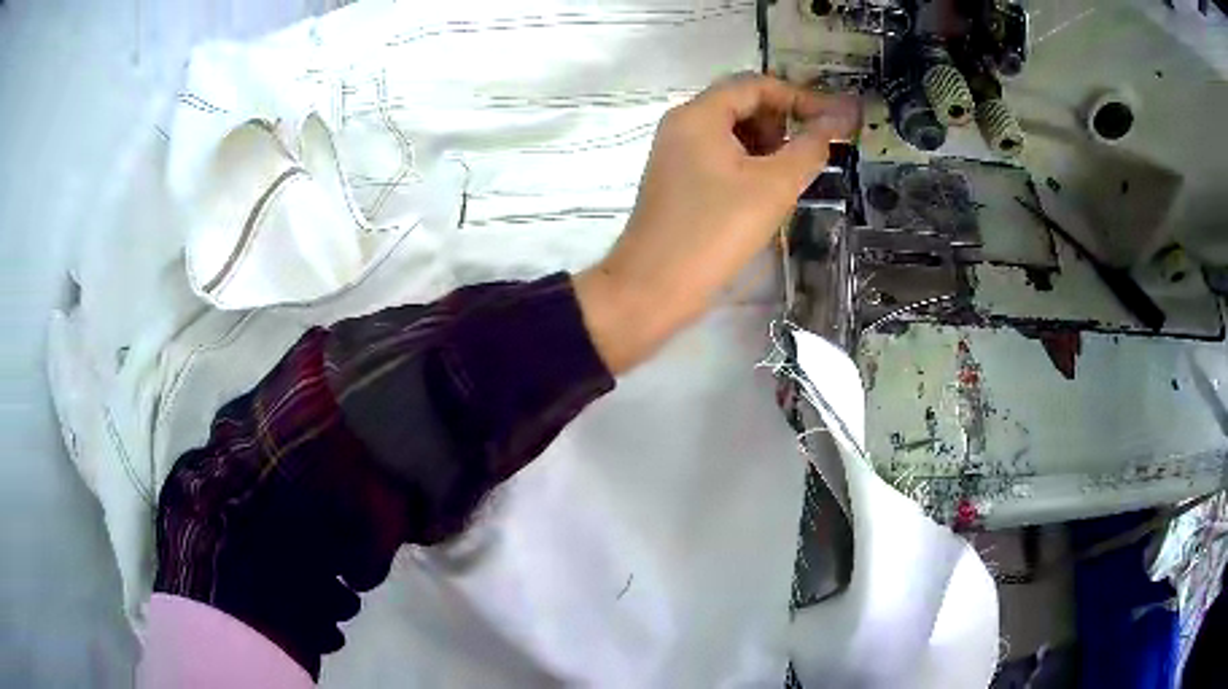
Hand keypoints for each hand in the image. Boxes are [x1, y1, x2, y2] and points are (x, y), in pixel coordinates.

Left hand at [574, 74, 860, 372]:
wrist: (652, 288)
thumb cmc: (715, 231)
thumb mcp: (773, 186)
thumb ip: (811, 147)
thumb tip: (842, 117)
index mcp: (699, 114)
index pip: (756, 85)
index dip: (800, 97)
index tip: (835, 121)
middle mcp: (682, 124)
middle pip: (742, 103)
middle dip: (782, 121)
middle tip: (810, 153)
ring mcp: (676, 152)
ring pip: (731, 132)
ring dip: (768, 144)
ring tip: (790, 176)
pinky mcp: (677, 179)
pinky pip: (719, 155)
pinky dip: (749, 163)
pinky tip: (766, 191)